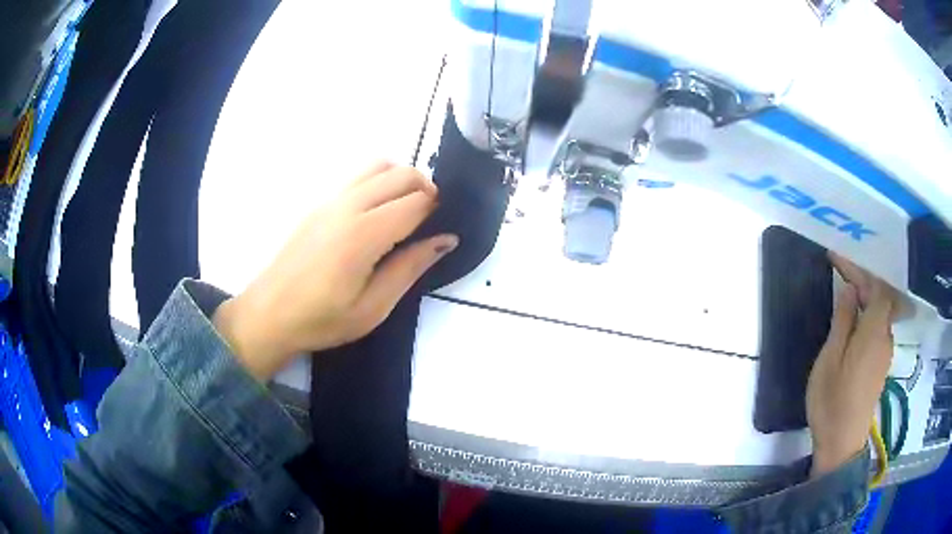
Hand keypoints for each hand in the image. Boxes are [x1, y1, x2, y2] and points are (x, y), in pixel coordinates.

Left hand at [212, 162, 457, 379]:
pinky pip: (358, 176)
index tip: (443, 226)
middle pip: (400, 174)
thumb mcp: (373, 308)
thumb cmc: (322, 319)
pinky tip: (377, 213)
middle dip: (425, 187)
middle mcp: (348, 205)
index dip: (437, 208)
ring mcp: (330, 199)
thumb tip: (446, 240)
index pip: (415, 201)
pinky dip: (379, 181)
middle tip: (430, 218)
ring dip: (401, 179)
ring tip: (405, 211)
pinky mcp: (319, 203)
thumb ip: (410, 268)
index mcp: (363, 235)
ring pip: (378, 166)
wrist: (269, 313)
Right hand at [807, 253, 898, 476]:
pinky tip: (854, 320)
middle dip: (862, 280)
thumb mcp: (830, 359)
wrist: (841, 444)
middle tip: (840, 270)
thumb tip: (849, 290)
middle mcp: (885, 337)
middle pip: (881, 297)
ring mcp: (885, 352)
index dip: (860, 268)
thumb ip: (843, 321)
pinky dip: (867, 315)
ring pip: (880, 313)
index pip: (876, 286)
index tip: (838, 256)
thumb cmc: (832, 402)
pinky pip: (878, 328)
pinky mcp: (880, 365)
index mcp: (874, 332)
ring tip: (846, 291)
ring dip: (865, 297)